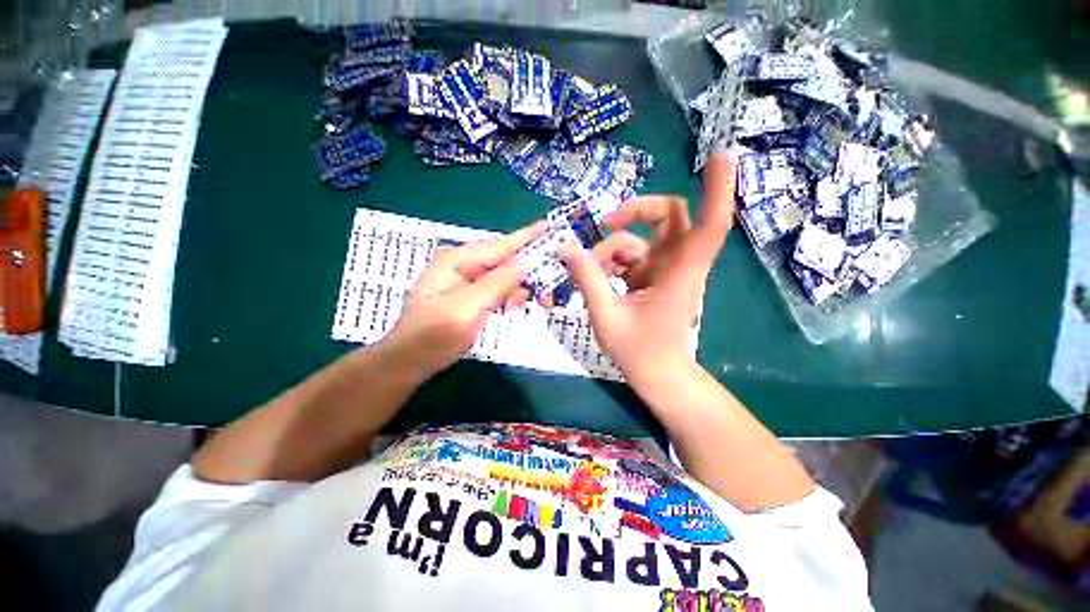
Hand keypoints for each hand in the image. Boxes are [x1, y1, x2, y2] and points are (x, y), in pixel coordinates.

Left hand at [382, 221, 545, 378]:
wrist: (411, 361)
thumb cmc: (433, 336)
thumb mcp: (467, 309)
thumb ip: (498, 284)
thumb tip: (528, 262)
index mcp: (456, 260)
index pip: (500, 245)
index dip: (527, 237)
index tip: (551, 227)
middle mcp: (462, 264)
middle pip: (504, 259)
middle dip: (526, 271)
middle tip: (546, 289)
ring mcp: (465, 279)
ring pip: (503, 275)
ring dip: (517, 288)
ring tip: (518, 306)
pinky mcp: (470, 293)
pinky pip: (497, 288)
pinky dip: (508, 296)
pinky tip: (510, 307)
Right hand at [558, 155, 736, 386]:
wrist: (658, 375)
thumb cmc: (639, 351)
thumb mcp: (606, 314)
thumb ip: (587, 278)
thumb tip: (566, 247)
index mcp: (679, 274)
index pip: (710, 226)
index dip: (718, 191)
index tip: (720, 157)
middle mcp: (678, 265)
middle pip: (669, 216)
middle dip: (636, 211)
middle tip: (605, 223)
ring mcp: (666, 270)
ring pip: (642, 238)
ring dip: (612, 249)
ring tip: (588, 271)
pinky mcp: (655, 277)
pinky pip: (632, 256)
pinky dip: (611, 261)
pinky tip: (596, 276)